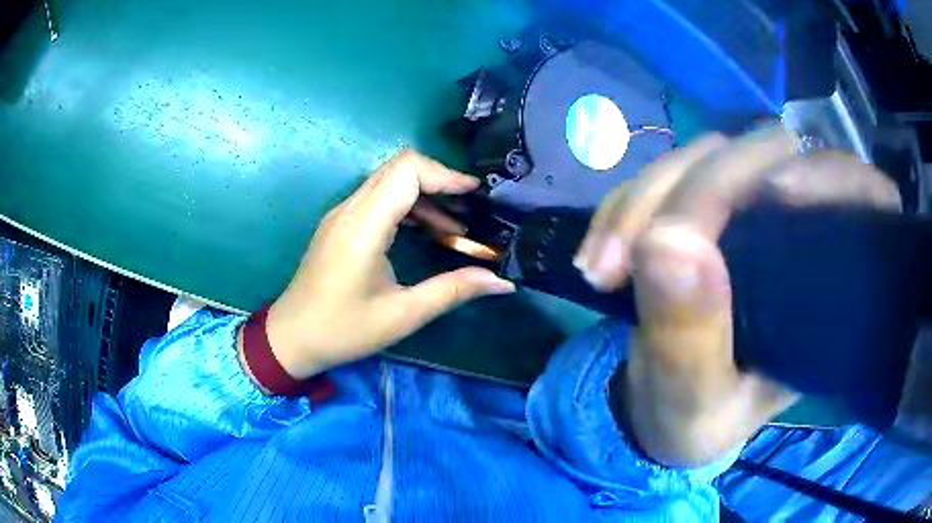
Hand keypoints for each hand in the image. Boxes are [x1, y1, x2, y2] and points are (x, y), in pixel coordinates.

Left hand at [261, 151, 514, 379]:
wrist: (291, 337)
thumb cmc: (342, 330)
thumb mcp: (402, 315)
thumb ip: (452, 292)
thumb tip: (501, 282)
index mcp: (363, 227)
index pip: (406, 171)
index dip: (445, 175)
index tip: (475, 194)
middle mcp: (350, 210)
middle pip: (399, 168)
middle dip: (440, 181)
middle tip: (471, 208)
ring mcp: (341, 214)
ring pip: (389, 181)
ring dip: (425, 195)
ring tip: (455, 226)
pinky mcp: (340, 224)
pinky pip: (378, 198)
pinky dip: (407, 206)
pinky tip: (427, 233)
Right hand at [574, 126, 899, 466]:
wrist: (661, 406)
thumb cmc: (693, 419)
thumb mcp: (692, 406)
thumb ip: (688, 342)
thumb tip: (668, 242)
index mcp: (829, 287)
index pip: (854, 193)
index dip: (824, 178)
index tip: (772, 201)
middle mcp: (800, 231)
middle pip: (768, 158)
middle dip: (695, 195)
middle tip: (627, 261)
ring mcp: (751, 207)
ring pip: (710, 156)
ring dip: (647, 198)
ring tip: (602, 266)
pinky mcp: (705, 204)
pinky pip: (668, 175)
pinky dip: (627, 202)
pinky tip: (600, 250)